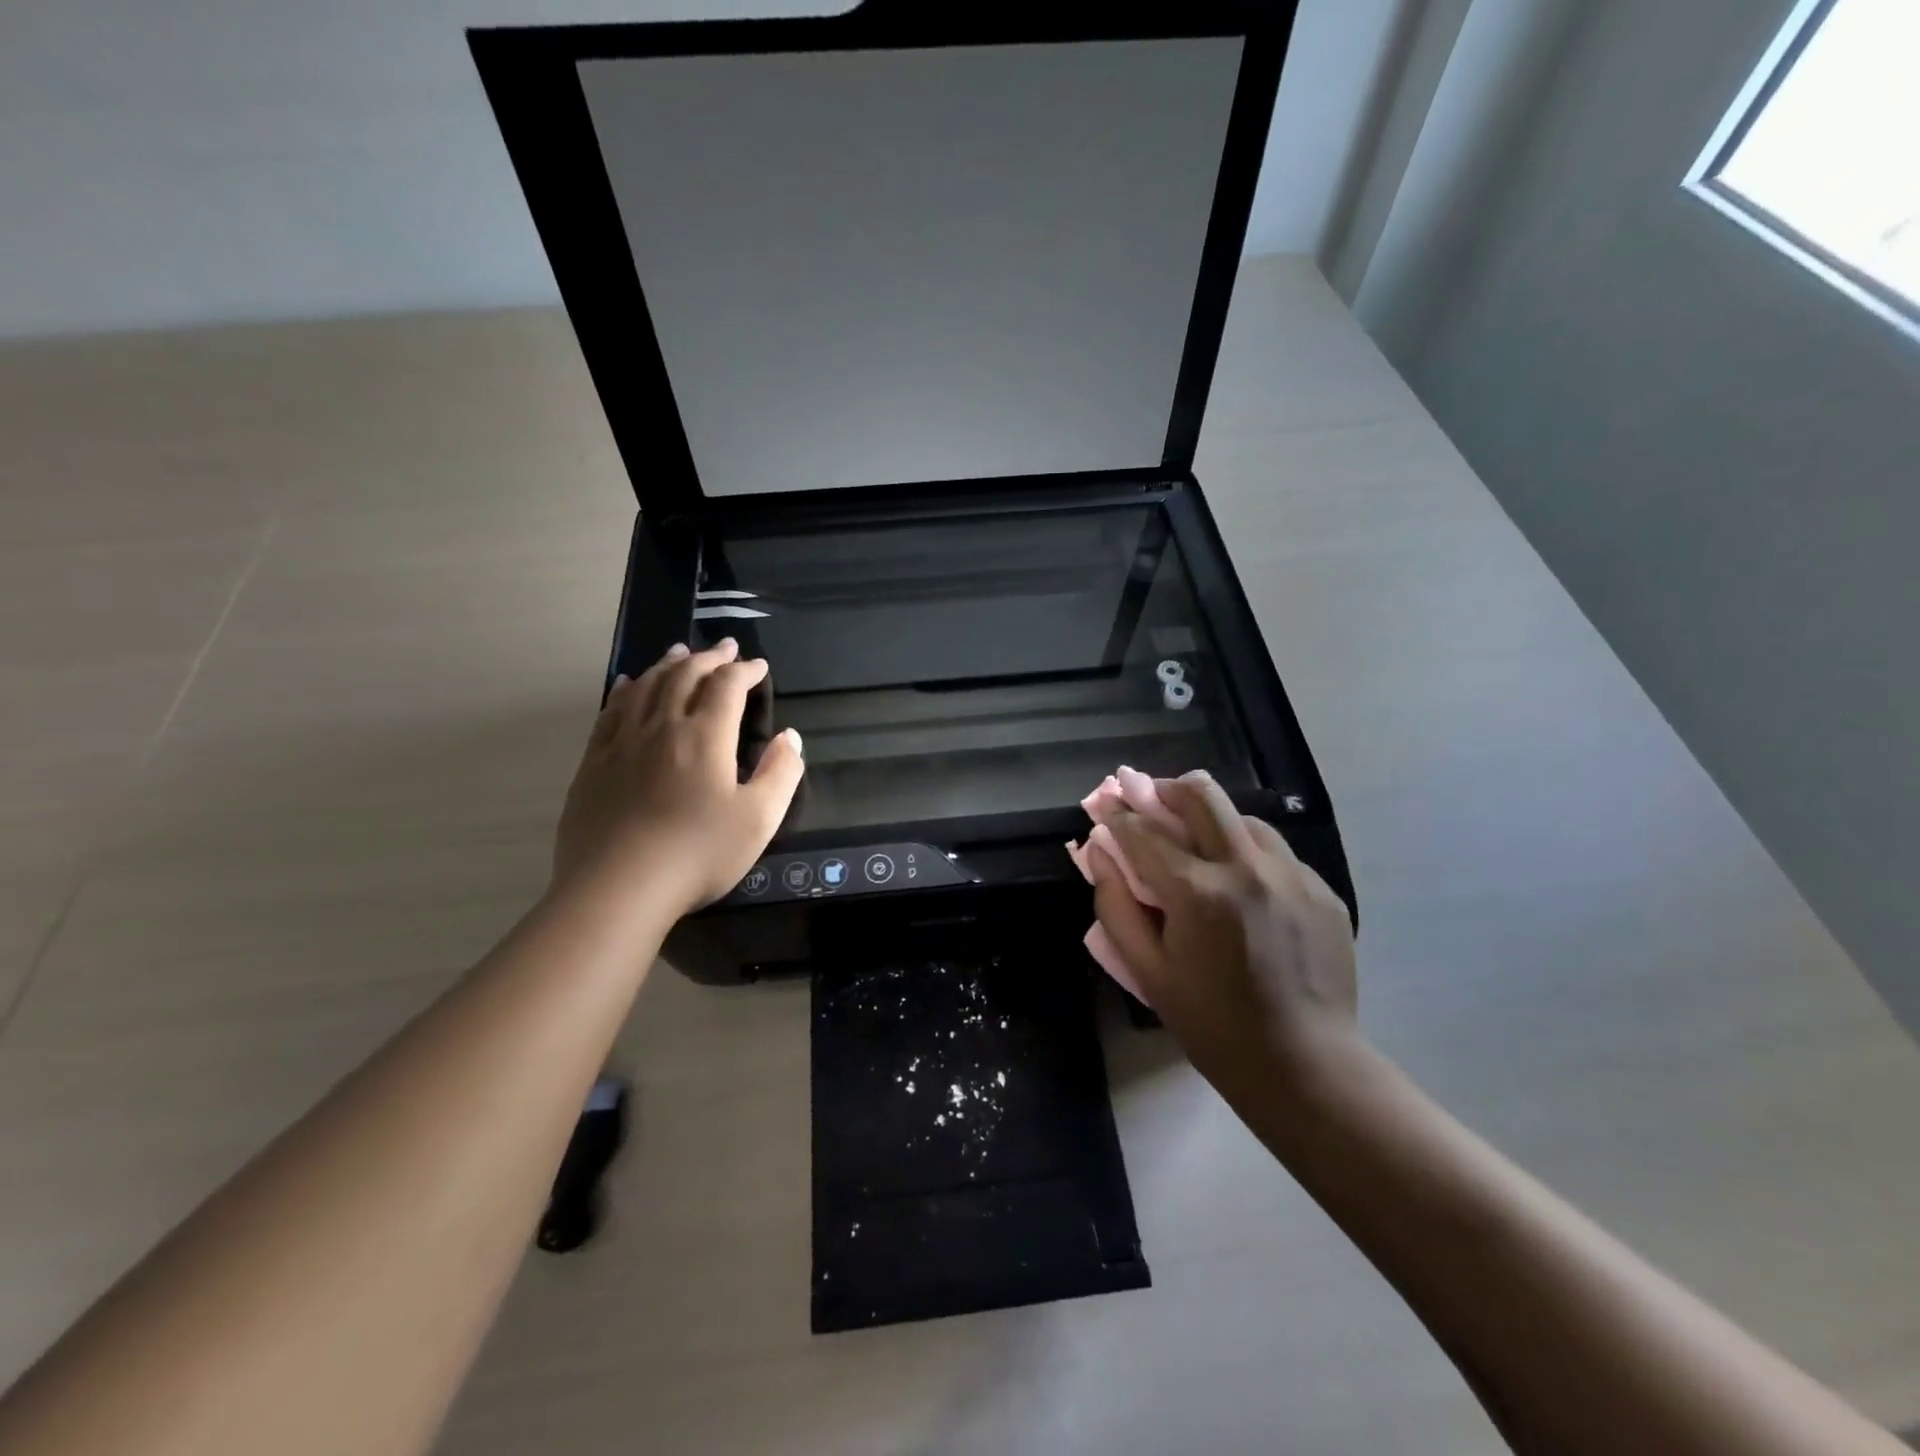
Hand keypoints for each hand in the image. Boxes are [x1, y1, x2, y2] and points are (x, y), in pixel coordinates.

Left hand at [552, 639, 804, 920]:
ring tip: (680, 652)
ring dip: (668, 664)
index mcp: (705, 736)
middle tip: (726, 648)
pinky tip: (627, 683)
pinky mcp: (595, 762)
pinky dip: (625, 689)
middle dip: (709, 658)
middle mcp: (662, 726)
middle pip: (685, 676)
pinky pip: (610, 711)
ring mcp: (623, 742)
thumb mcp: (759, 819)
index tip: (759, 666)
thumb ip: (782, 773)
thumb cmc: (698, 853)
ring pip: (646, 686)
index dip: (745, 670)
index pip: (727, 686)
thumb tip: (790, 737)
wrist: (618, 888)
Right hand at [1087, 772, 1360, 1103]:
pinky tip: (1243, 886)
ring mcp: (1292, 874)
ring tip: (1199, 845)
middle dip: (1165, 789)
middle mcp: (1247, 867)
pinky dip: (1248, 854)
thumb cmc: (1212, 1024)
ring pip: (1243, 816)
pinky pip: (1276, 852)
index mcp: (1198, 892)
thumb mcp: (1148, 971)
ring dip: (1211, 819)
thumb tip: (1098, 851)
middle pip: (1201, 794)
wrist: (1305, 1065)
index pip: (1144, 831)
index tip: (1106, 805)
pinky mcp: (1322, 888)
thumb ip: (1114, 905)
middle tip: (1151, 800)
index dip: (1117, 814)